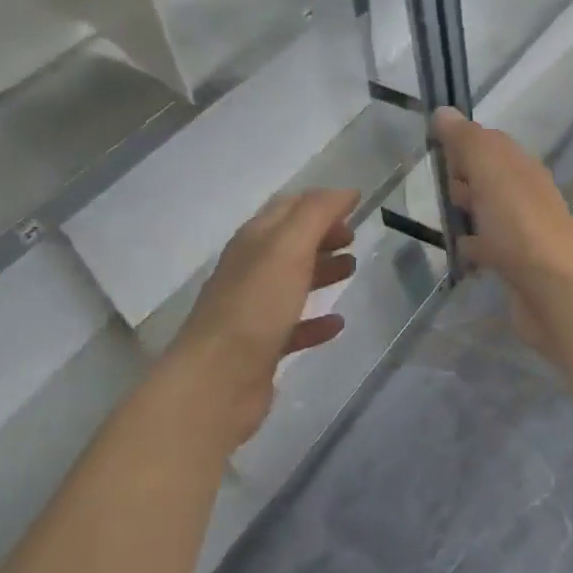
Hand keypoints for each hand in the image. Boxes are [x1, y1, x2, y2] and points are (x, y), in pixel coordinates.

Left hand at [169, 189, 359, 429]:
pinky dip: (317, 320)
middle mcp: (250, 271)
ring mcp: (254, 310)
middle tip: (354, 238)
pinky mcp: (262, 347)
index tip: (354, 204)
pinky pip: (295, 326)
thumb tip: (345, 192)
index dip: (320, 202)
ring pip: (292, 282)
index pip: (287, 208)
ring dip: (322, 271)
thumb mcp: (288, 249)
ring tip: (352, 270)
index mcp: (253, 242)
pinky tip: (338, 323)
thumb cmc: (255, 307)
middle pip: (290, 244)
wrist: (217, 381)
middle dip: (322, 235)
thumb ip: (316, 215)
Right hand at [431, 109, 572, 355]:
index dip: (464, 142)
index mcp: (522, 168)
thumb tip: (444, 111)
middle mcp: (526, 195)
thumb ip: (467, 141)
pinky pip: (490, 247)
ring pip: (490, 212)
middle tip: (438, 184)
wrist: (555, 292)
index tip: (434, 148)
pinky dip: (474, 245)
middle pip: (490, 177)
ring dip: (469, 210)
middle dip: (465, 176)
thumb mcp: (490, 171)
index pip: (491, 143)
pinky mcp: (517, 265)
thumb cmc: (519, 225)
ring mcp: (524, 232)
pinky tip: (459, 252)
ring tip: (442, 216)